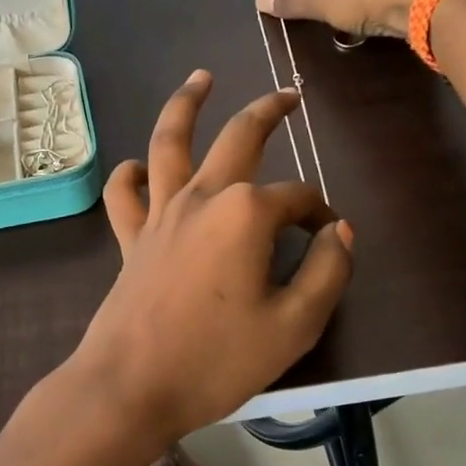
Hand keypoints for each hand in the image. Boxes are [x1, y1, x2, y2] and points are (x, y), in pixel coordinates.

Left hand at [69, 71, 353, 447]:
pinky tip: (137, 166)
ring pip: (170, 143)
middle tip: (288, 95)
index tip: (329, 240)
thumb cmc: (216, 360)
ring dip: (186, 105)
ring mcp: (160, 214)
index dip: (320, 215)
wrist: (131, 388)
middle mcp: (202, 198)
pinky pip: (125, 195)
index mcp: (246, 214)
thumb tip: (340, 232)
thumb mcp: (295, 326)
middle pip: (238, 138)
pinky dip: (130, 175)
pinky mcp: (132, 239)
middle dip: (268, 111)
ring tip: (200, 78)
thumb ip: (328, 272)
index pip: (297, 199)